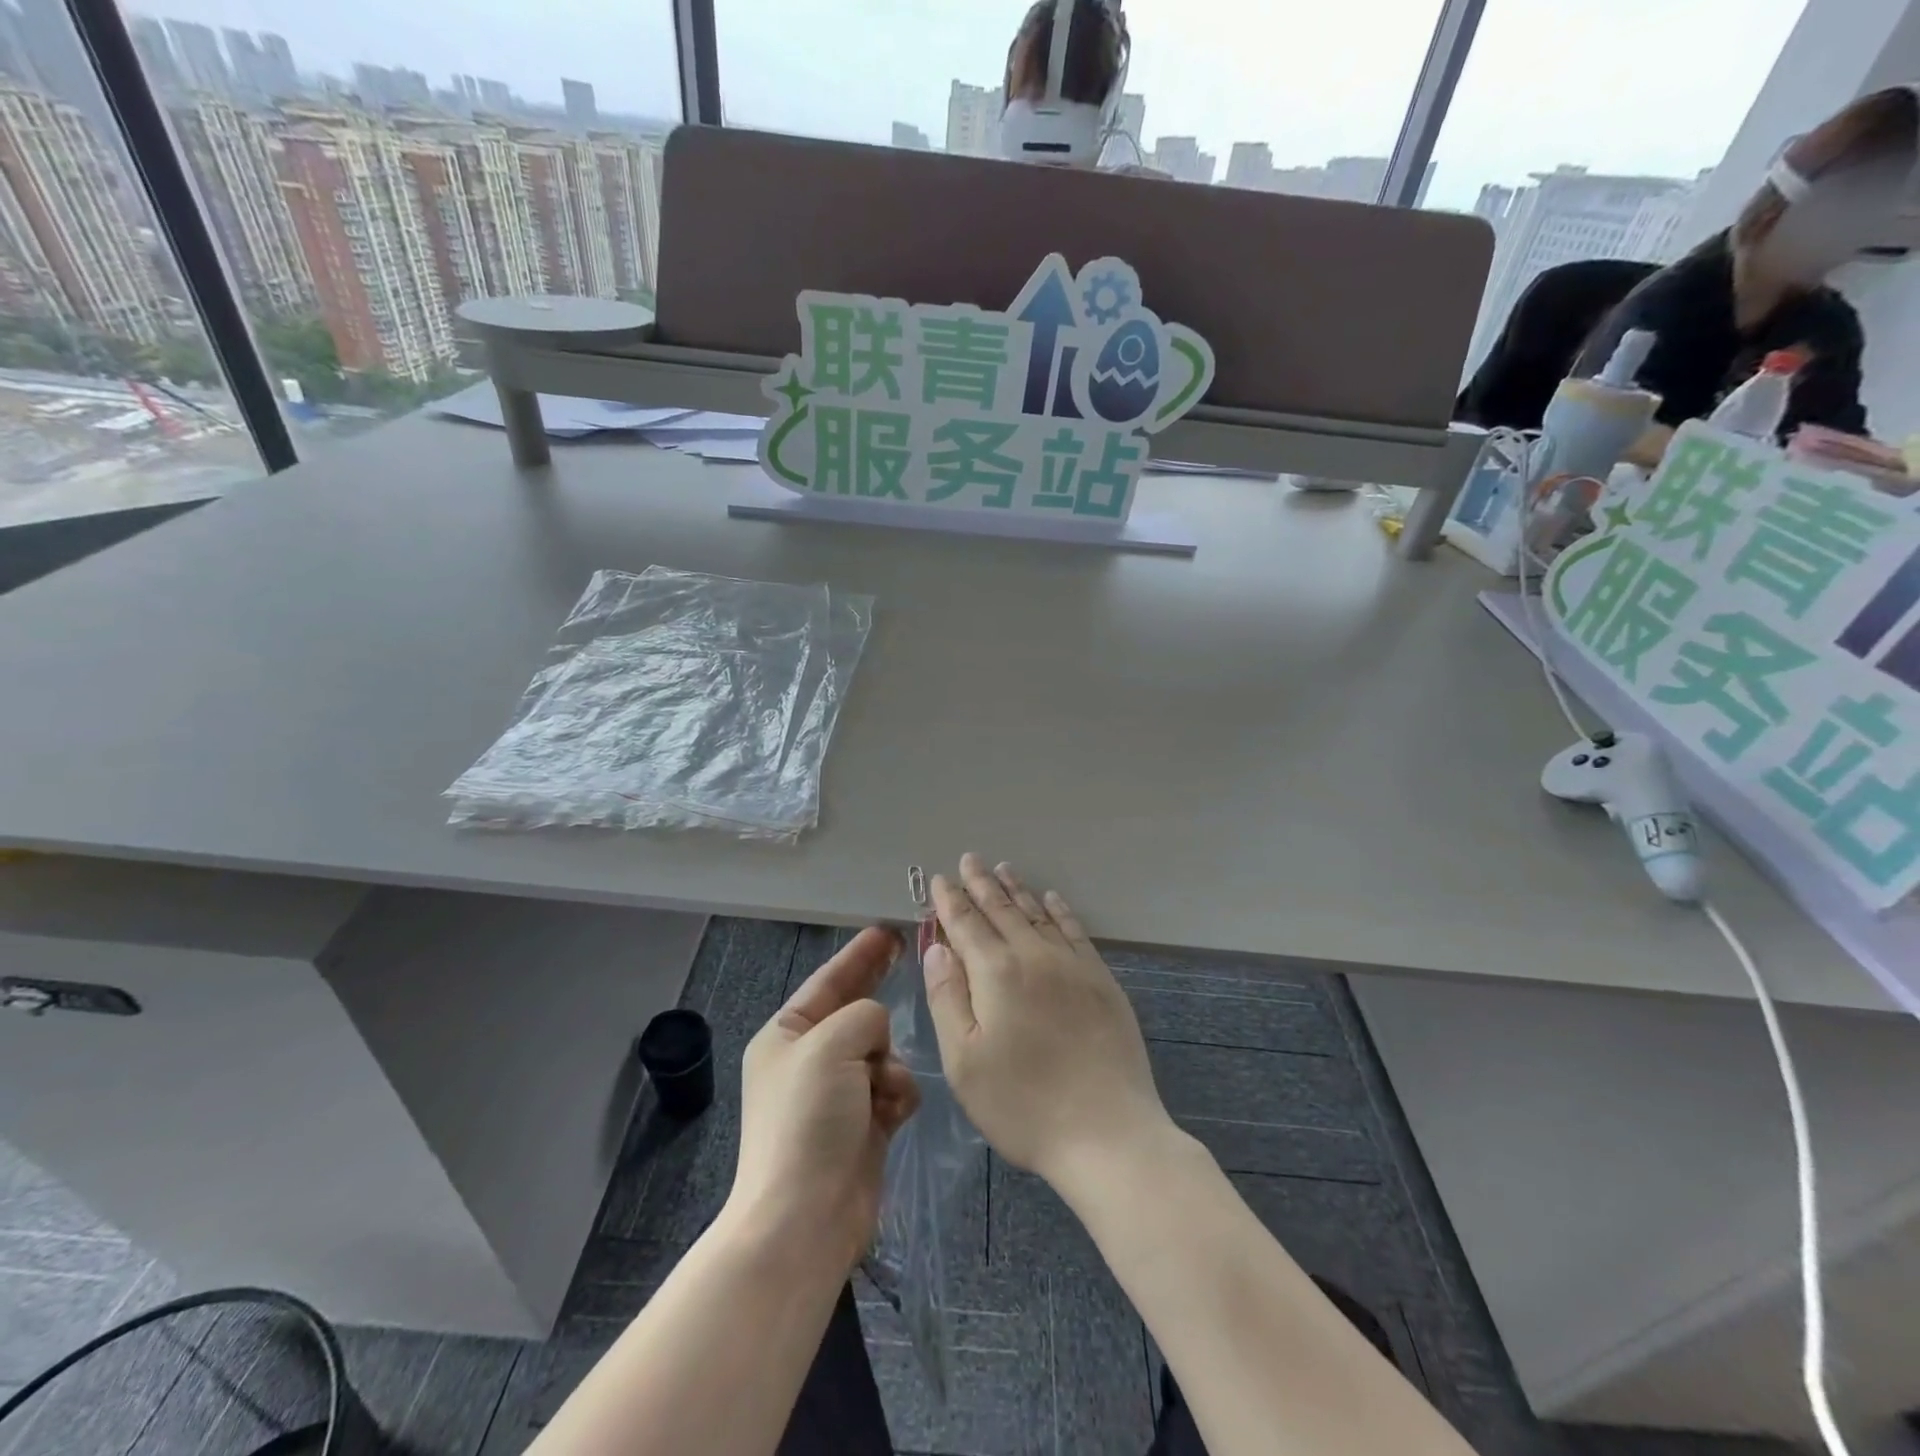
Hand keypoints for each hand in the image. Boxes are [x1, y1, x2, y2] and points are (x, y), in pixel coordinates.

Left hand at [728, 927, 919, 1271]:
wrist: (804, 1220)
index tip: (888, 930)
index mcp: (786, 1035)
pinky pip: (893, 1089)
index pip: (828, 980)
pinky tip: (894, 1113)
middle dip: (879, 992)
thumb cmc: (808, 1120)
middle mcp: (810, 1060)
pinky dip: (897, 1095)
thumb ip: (864, 1015)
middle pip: (855, 1012)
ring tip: (885, 1089)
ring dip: (891, 1064)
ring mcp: (837, 1095)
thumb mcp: (830, 1044)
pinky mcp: (863, 1126)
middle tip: (910, 955)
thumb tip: (878, 1033)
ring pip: (882, 1052)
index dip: (859, 954)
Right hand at [923, 855, 1174, 1192]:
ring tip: (1004, 869)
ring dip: (1018, 890)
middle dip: (982, 884)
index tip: (940, 879)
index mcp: (996, 973)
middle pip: (1002, 910)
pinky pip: (1075, 931)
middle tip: (970, 860)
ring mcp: (1073, 965)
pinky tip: (1052, 898)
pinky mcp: (1101, 980)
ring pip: (1038, 914)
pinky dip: (1060, 910)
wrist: (1108, 1132)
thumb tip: (938, 948)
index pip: (966, 924)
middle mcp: (1034, 956)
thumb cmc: (1023, 1105)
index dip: (950, 901)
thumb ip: (948, 997)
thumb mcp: (964, 1061)